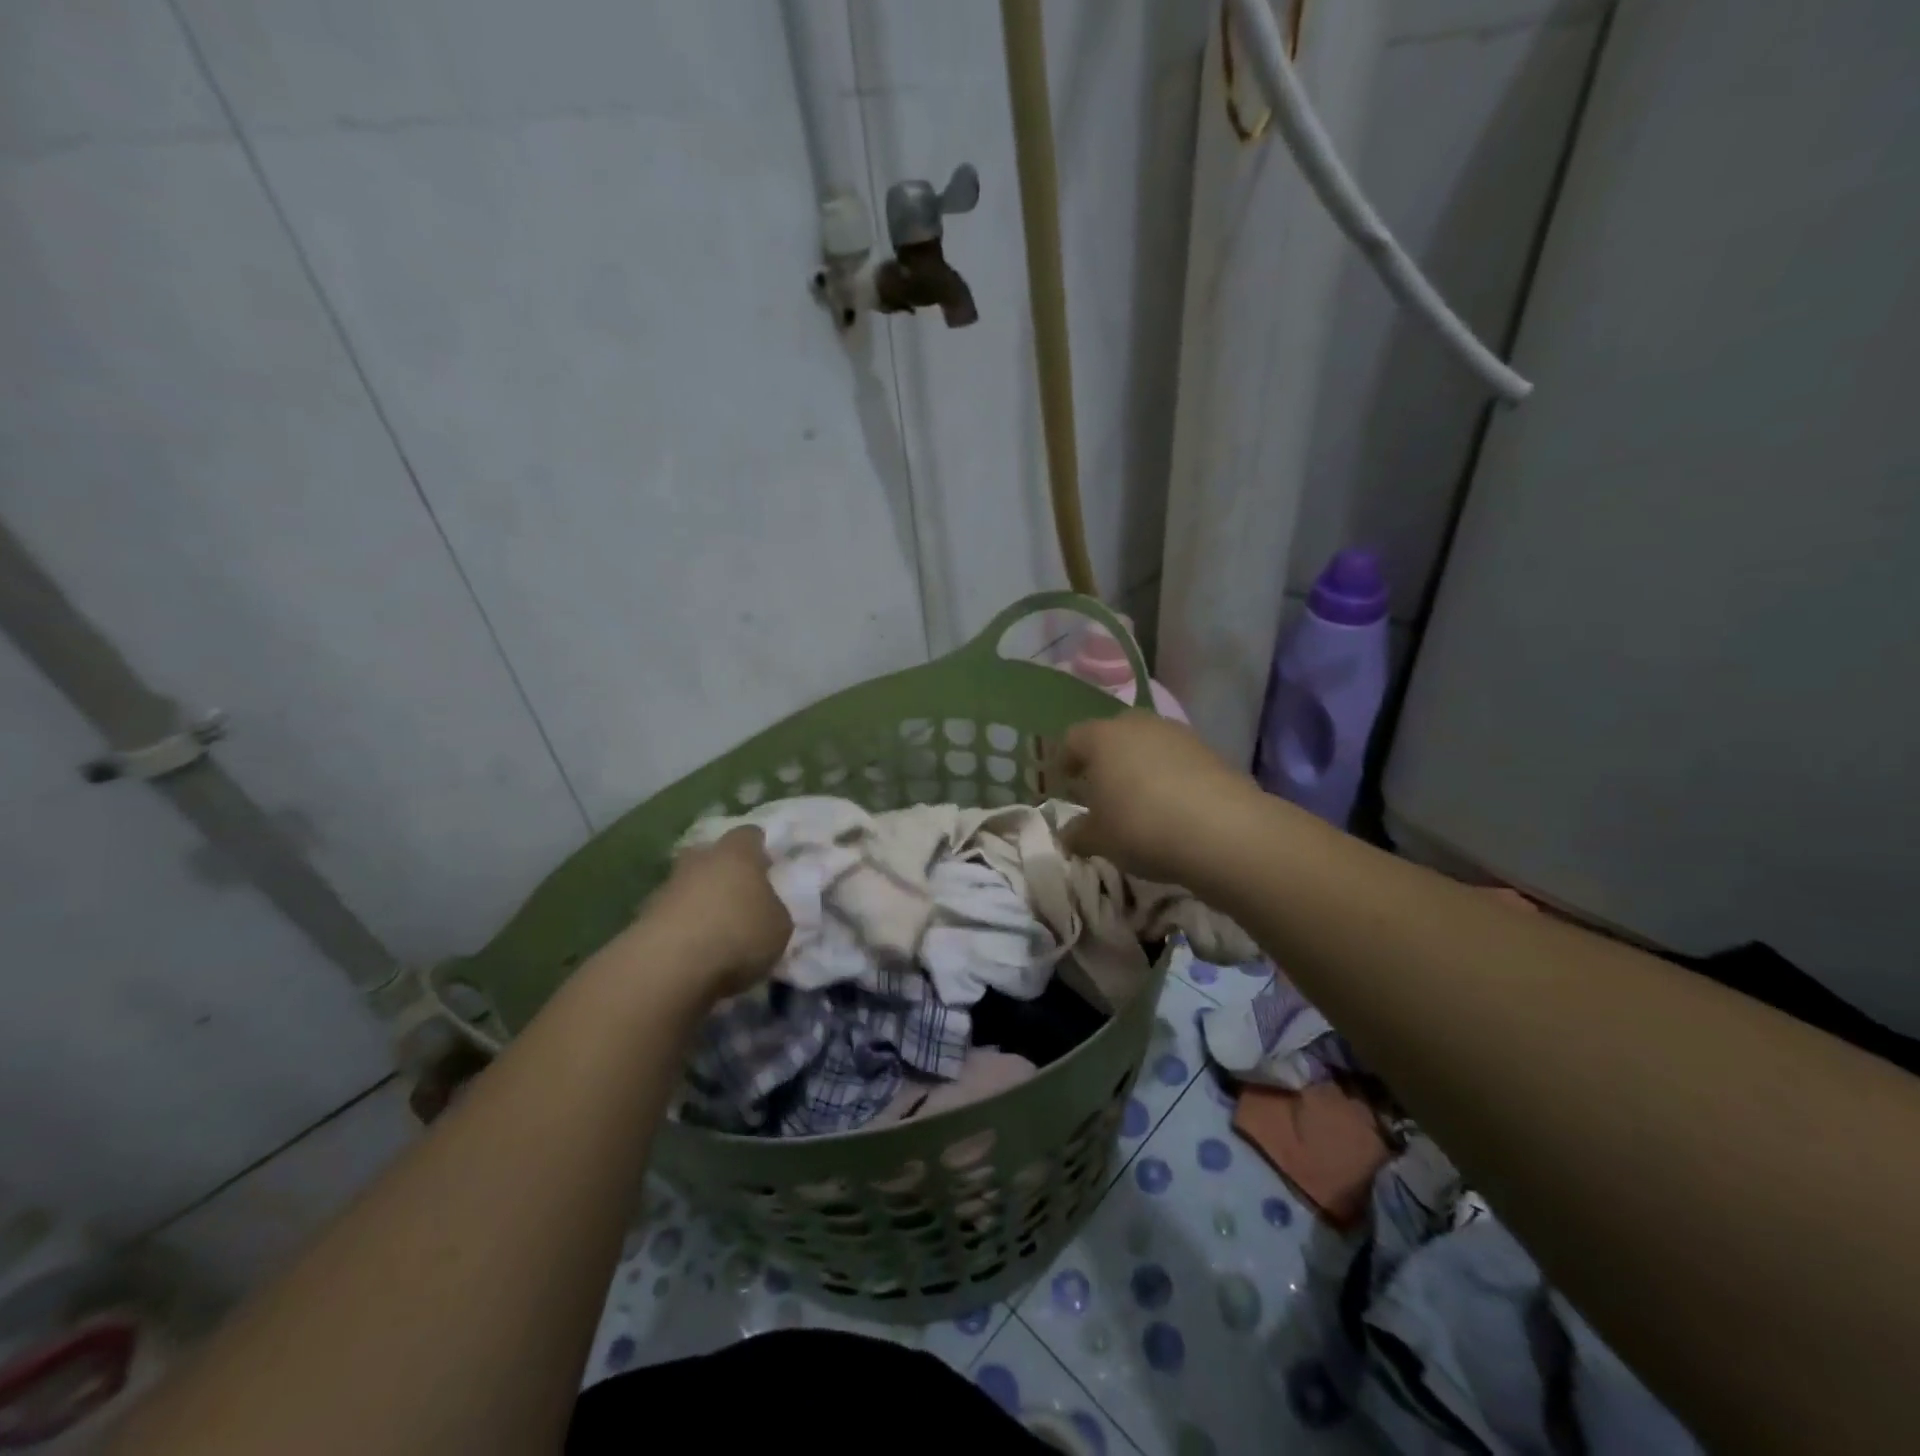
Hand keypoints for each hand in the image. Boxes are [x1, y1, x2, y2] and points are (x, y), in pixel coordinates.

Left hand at [640, 827, 791, 999]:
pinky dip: (682, 927)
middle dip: (722, 870)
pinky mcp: (643, 917)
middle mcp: (700, 860)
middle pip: (711, 855)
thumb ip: (774, 910)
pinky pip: (671, 914)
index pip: (749, 835)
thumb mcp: (779, 927)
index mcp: (737, 853)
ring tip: (715, 929)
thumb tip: (765, 908)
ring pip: (688, 885)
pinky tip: (694, 949)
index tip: (767, 865)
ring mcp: (667, 886)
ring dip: (699, 900)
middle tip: (738, 895)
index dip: (759, 848)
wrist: (670, 965)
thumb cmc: (738, 934)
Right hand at [1051, 712, 1255, 883]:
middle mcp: (1138, 725)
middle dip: (1105, 758)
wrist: (1222, 830)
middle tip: (1102, 788)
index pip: (1072, 738)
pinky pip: (1178, 759)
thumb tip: (1069, 834)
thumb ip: (1078, 834)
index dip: (1065, 760)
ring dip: (1140, 765)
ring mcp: (1178, 734)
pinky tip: (1173, 805)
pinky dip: (1170, 776)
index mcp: (1102, 737)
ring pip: (1149, 744)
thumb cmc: (1141, 827)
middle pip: (1113, 734)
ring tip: (1140, 799)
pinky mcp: (1211, 751)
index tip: (1065, 782)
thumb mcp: (1099, 839)